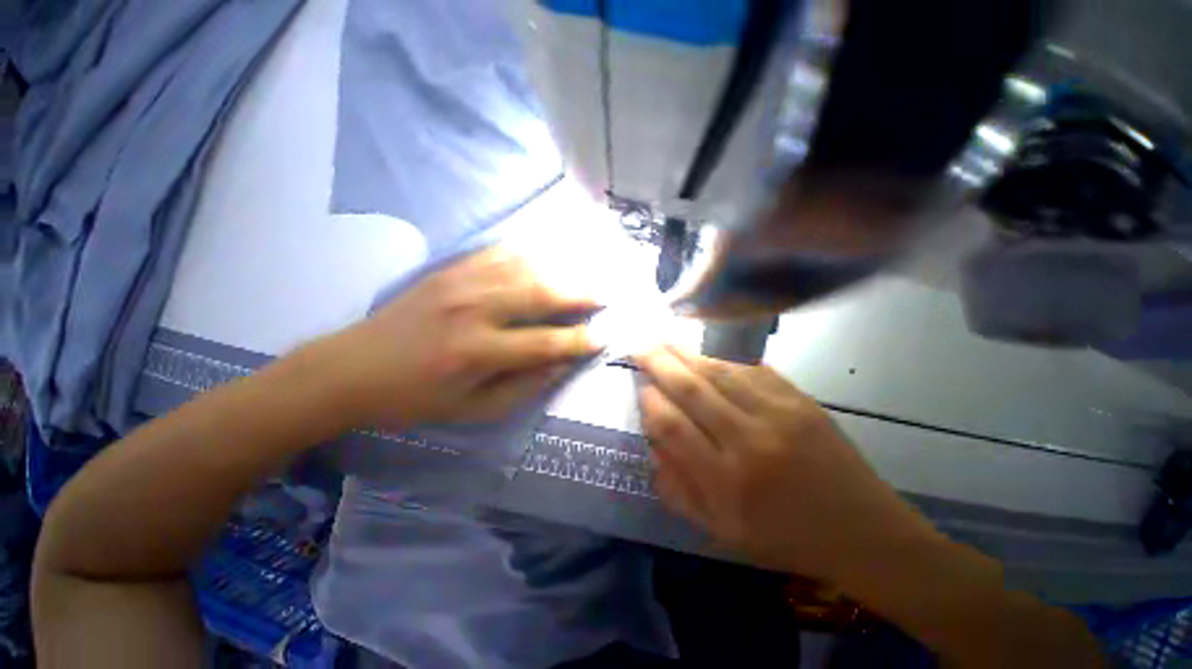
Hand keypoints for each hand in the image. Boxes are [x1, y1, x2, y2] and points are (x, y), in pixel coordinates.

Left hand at [325, 248, 600, 427]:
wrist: (352, 368)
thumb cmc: (415, 399)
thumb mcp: (473, 410)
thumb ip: (524, 387)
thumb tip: (563, 363)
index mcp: (478, 352)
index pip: (546, 343)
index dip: (579, 341)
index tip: (602, 338)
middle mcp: (474, 310)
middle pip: (541, 294)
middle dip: (580, 295)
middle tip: (604, 296)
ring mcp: (461, 282)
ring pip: (525, 267)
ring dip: (560, 272)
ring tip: (583, 277)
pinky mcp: (450, 269)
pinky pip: (499, 253)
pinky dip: (528, 254)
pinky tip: (545, 259)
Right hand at [634, 345, 939, 583]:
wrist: (864, 532)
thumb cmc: (785, 537)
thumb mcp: (721, 530)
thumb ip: (677, 488)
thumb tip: (652, 443)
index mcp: (726, 482)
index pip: (670, 427)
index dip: (649, 402)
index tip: (640, 388)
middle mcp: (749, 442)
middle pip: (691, 390)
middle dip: (659, 362)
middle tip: (639, 345)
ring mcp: (778, 414)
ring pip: (719, 372)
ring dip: (686, 352)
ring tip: (664, 338)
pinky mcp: (800, 399)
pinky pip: (751, 369)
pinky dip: (722, 356)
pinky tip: (705, 349)